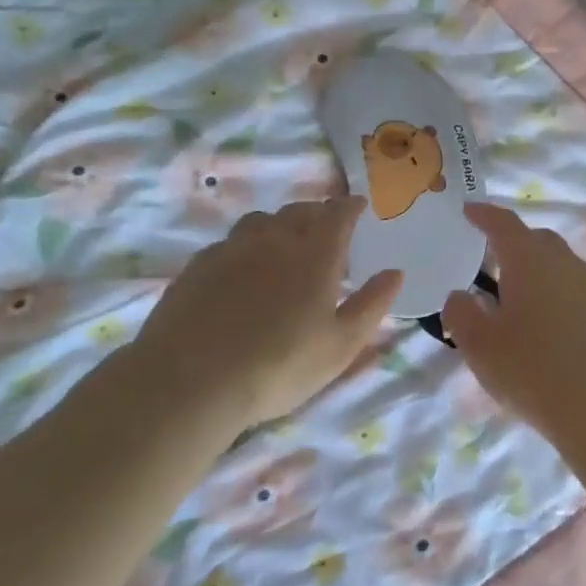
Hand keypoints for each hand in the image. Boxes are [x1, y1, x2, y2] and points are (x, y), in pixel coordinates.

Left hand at [133, 197, 400, 430]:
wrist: (190, 380)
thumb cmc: (279, 366)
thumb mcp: (341, 345)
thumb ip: (371, 305)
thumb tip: (395, 272)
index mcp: (315, 255)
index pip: (338, 214)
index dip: (350, 206)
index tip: (359, 205)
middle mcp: (274, 240)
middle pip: (299, 211)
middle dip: (317, 213)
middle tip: (325, 227)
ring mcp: (231, 250)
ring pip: (260, 221)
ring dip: (279, 225)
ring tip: (283, 244)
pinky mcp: (197, 267)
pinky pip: (229, 243)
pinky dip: (245, 247)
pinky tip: (241, 271)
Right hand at [442, 202, 585, 448]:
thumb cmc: (532, 372)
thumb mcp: (480, 346)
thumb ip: (461, 313)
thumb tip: (460, 295)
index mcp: (530, 261)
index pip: (504, 224)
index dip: (484, 214)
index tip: (468, 210)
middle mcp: (565, 265)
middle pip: (537, 239)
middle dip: (512, 241)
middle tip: (489, 258)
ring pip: (559, 264)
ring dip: (536, 269)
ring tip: (515, 294)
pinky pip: (574, 290)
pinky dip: (555, 293)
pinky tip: (545, 323)